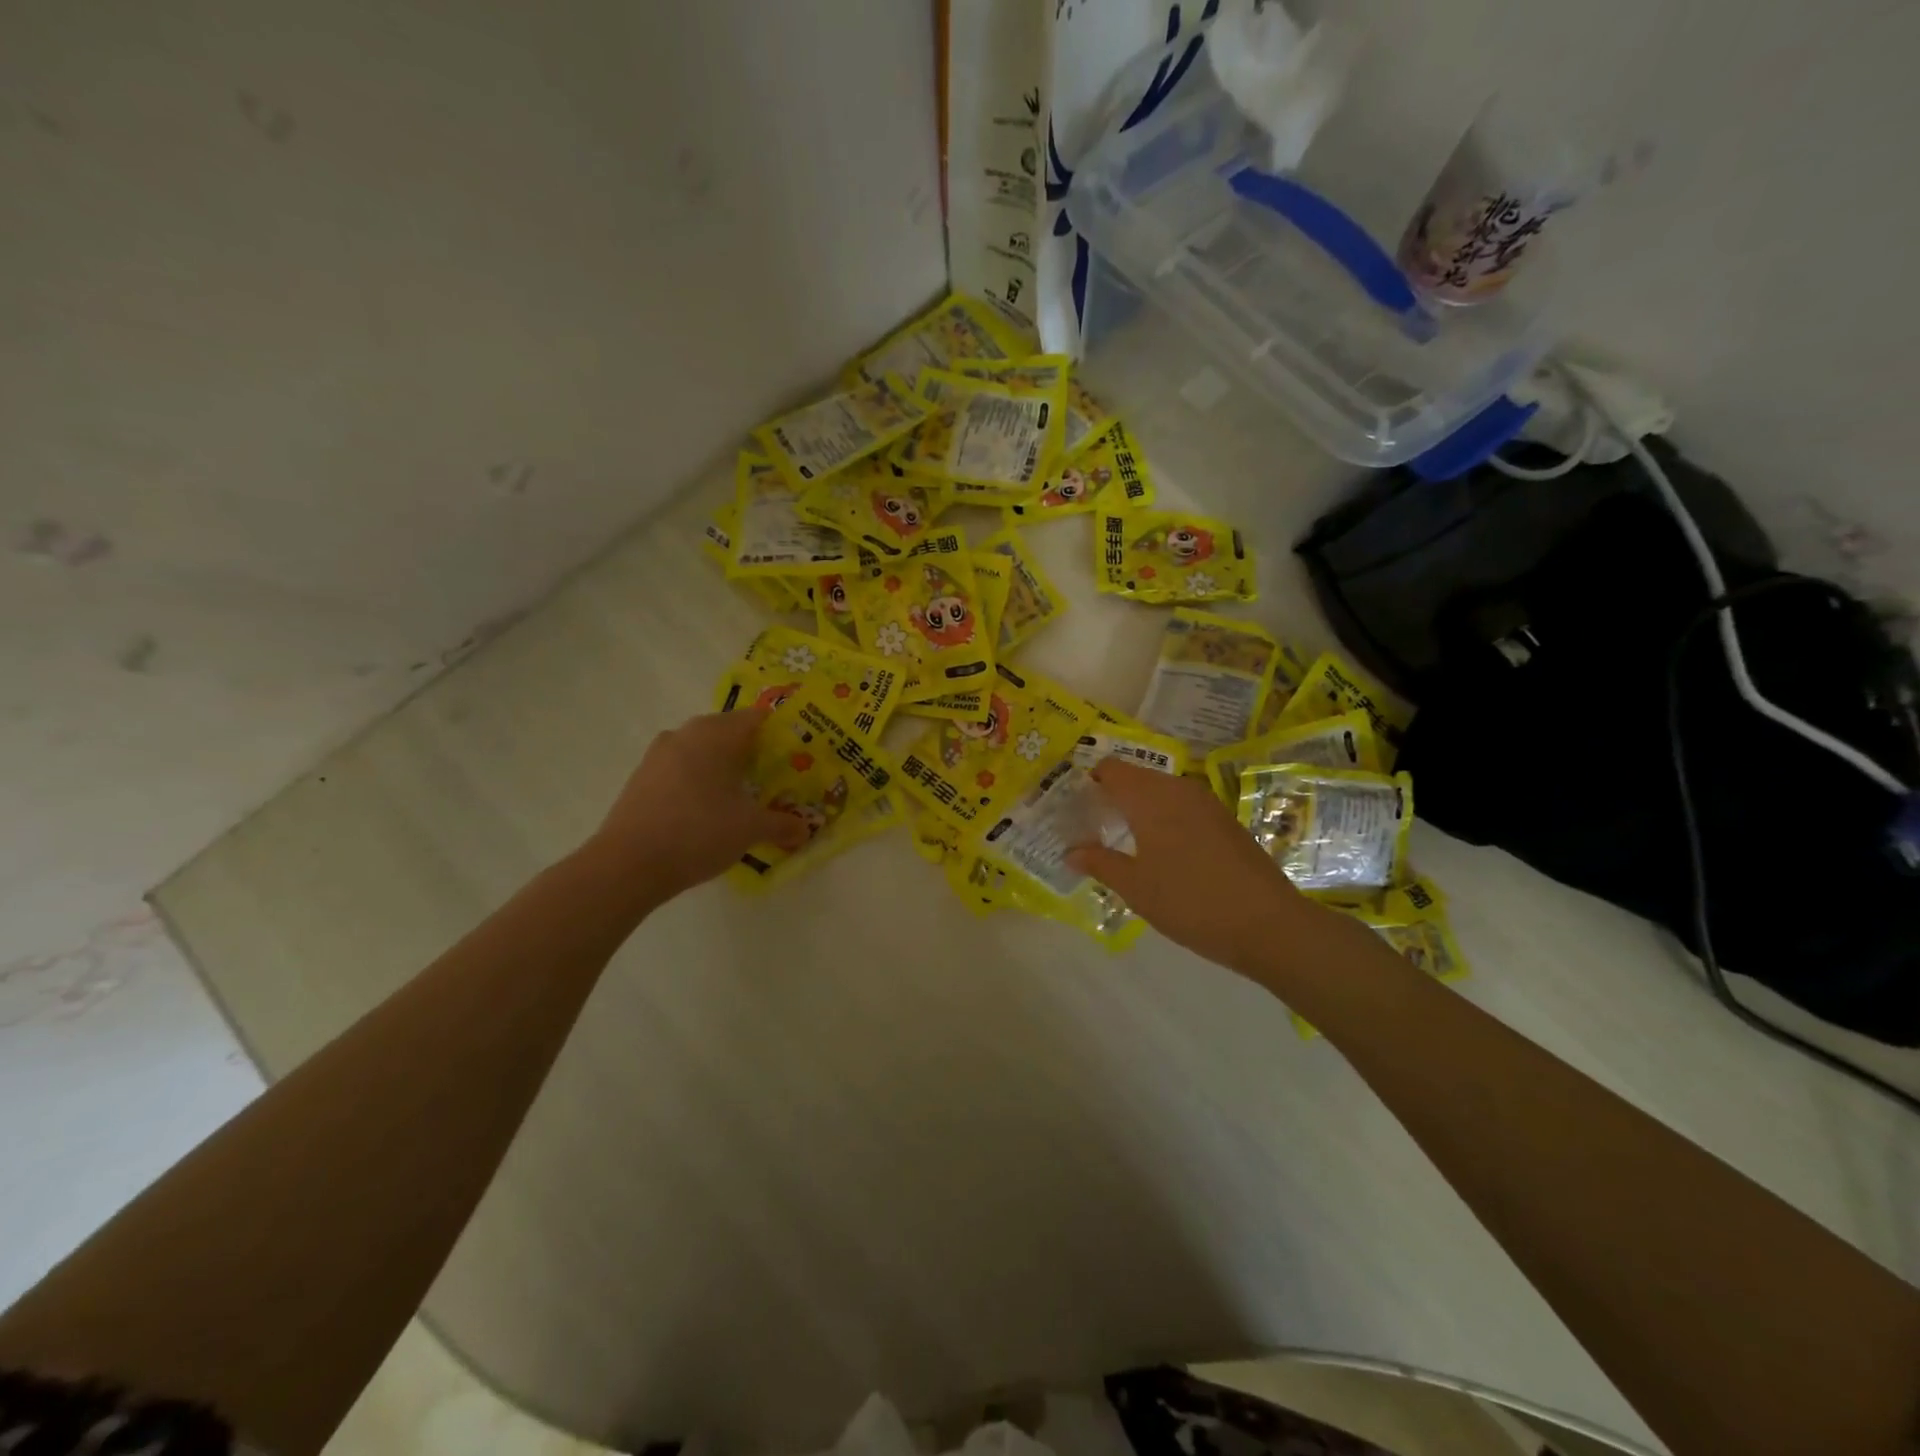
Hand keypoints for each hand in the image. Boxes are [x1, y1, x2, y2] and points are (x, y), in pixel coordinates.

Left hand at [589, 710, 808, 901]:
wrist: (628, 864)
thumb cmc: (699, 831)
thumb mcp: (750, 829)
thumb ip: (781, 825)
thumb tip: (805, 829)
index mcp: (716, 734)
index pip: (756, 718)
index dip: (778, 733)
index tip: (795, 754)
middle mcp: (686, 734)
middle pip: (727, 732)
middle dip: (751, 751)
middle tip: (773, 776)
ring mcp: (658, 754)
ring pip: (700, 750)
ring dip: (721, 766)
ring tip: (741, 794)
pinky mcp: (641, 778)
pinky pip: (680, 769)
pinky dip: (697, 781)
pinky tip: (707, 809)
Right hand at [1067, 758, 1315, 972]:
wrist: (1269, 925)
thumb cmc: (1191, 902)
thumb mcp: (1136, 888)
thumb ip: (1100, 863)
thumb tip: (1071, 851)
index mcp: (1151, 798)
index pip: (1111, 770)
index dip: (1089, 781)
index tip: (1072, 805)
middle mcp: (1179, 790)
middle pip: (1136, 778)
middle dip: (1112, 796)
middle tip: (1092, 826)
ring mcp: (1207, 803)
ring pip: (1161, 792)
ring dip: (1139, 807)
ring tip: (1122, 839)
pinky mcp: (1225, 821)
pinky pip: (1183, 807)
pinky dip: (1164, 818)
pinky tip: (1161, 850)